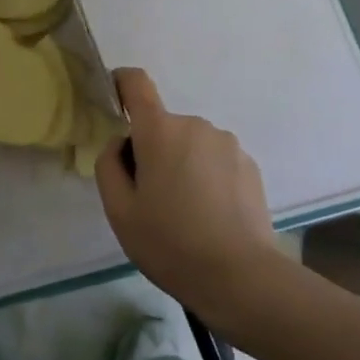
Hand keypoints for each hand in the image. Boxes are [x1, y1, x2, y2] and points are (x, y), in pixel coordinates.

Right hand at [95, 69, 283, 322]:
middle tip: (150, 198)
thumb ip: (109, 165)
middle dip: (152, 150)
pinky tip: (210, 216)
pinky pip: (215, 160)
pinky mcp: (250, 165)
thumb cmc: (170, 243)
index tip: (113, 99)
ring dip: (181, 164)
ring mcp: (228, 144)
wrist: (240, 277)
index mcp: (160, 131)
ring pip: (190, 145)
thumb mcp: (119, 211)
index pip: (136, 83)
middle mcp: (196, 125)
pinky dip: (206, 177)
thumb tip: (121, 144)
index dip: (121, 83)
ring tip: (185, 213)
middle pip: (162, 126)